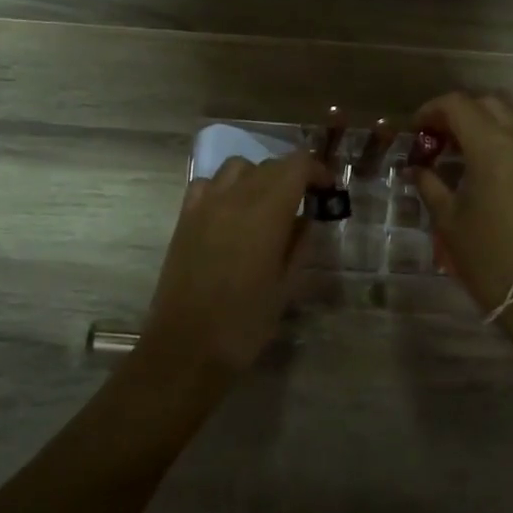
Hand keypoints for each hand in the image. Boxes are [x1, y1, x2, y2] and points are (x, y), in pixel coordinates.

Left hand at [141, 150, 331, 378]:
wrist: (187, 347)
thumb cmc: (245, 322)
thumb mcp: (286, 285)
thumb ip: (300, 244)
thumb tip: (306, 219)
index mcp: (266, 212)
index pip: (296, 166)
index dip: (316, 171)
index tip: (327, 190)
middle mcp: (234, 197)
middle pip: (270, 164)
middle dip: (293, 175)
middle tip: (306, 200)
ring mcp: (204, 205)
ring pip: (237, 167)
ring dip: (259, 176)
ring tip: (268, 203)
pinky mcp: (185, 218)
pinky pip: (208, 184)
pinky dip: (226, 186)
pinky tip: (232, 211)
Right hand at [409, 91, 512, 320]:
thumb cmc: (490, 259)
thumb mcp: (449, 221)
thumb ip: (430, 185)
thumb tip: (416, 168)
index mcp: (492, 147)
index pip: (457, 105)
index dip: (432, 110)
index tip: (419, 129)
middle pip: (489, 102)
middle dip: (461, 112)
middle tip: (442, 137)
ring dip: (494, 115)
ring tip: (477, 140)